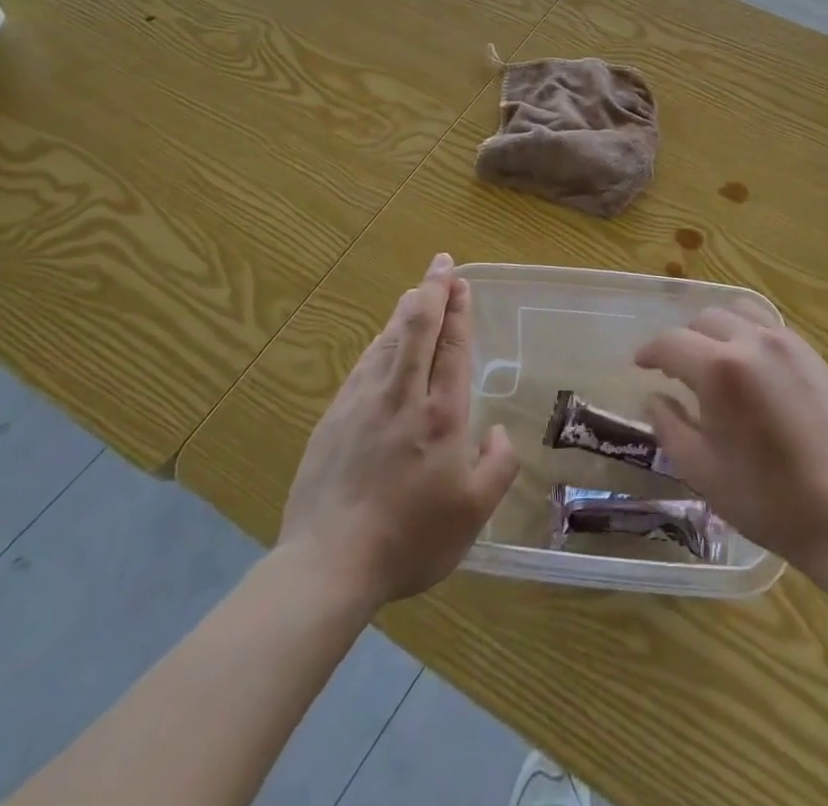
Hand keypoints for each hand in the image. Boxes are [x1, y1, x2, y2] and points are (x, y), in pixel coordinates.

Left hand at [275, 253, 519, 607]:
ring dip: (405, 311)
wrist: (328, 564)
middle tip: (441, 263)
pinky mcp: (334, 418)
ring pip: (388, 341)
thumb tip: (499, 433)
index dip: (458, 310)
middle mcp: (403, 397)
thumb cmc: (410, 539)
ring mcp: (364, 404)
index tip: (461, 282)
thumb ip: (497, 467)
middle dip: (432, 291)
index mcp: (442, 415)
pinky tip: (381, 340)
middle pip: (418, 329)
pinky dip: (379, 342)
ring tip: (416, 291)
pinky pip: (363, 365)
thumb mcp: (472, 513)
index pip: (453, 347)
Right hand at [634, 305, 827, 576]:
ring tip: (711, 360)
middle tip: (675, 370)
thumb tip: (655, 398)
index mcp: (719, 369)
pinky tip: (747, 366)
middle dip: (682, 341)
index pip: (671, 342)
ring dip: (715, 329)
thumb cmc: (766, 499)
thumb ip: (669, 426)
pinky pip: (767, 325)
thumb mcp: (701, 470)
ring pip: (737, 312)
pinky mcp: (811, 353)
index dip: (649, 352)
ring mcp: (786, 343)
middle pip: (703, 320)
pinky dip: (746, 333)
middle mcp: (751, 342)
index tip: (640, 365)